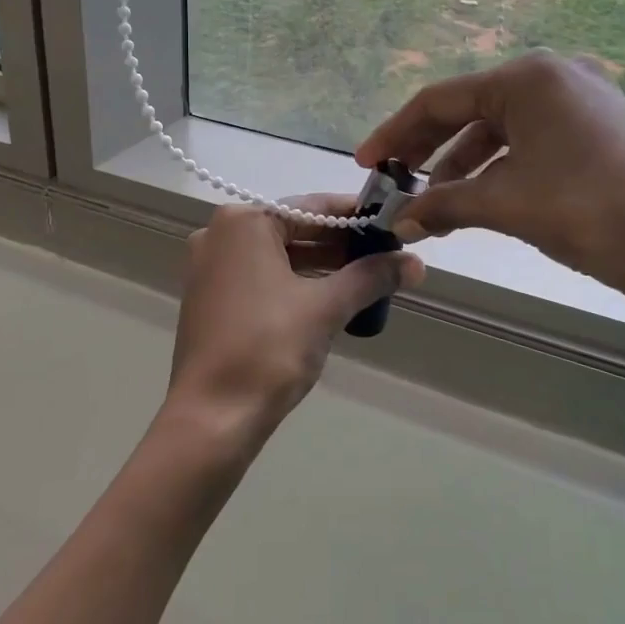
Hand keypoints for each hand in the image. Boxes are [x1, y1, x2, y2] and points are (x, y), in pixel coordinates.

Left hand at [162, 197, 423, 457]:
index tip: (392, 224)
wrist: (212, 416)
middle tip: (386, 255)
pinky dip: (294, 283)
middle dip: (341, 244)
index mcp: (243, 222)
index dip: (356, 216)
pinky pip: (260, 277)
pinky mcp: (209, 298)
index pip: (311, 207)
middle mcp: (219, 235)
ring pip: (277, 255)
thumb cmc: (268, 348)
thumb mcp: (326, 307)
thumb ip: (370, 277)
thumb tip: (416, 263)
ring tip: (367, 279)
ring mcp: (209, 267)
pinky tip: (328, 299)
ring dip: (321, 266)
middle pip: (293, 229)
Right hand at [356, 50, 624, 304]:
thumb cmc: (584, 209)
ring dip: (462, 167)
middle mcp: (554, 76)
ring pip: (500, 130)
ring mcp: (581, 101)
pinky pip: (529, 143)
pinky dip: (498, 170)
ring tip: (435, 206)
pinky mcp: (597, 129)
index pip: (440, 100)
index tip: (367, 162)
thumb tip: (398, 221)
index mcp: (527, 77)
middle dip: (427, 151)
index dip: (395, 133)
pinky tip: (478, 200)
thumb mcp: (502, 203)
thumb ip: (441, 204)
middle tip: (394, 183)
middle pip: (469, 111)